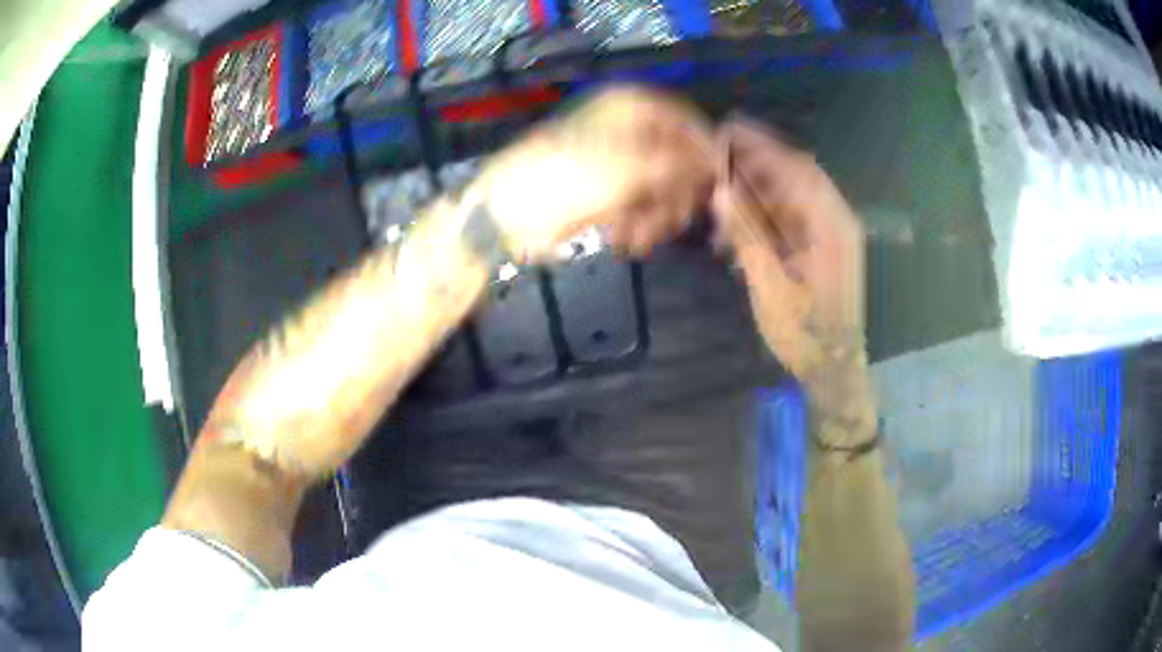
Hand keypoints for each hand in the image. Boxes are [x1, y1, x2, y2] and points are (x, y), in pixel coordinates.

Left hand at [478, 85, 714, 260]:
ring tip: (640, 236)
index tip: (717, 186)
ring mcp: (617, 163)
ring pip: (660, 189)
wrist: (509, 211)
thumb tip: (719, 162)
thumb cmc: (570, 176)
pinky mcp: (606, 193)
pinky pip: (638, 207)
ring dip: (656, 217)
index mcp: (632, 108)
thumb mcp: (633, 166)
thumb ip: (682, 163)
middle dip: (676, 195)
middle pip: (677, 160)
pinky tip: (626, 241)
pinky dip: (636, 226)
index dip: (703, 154)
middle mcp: (628, 130)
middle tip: (674, 220)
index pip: (686, 122)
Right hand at [711, 118, 865, 383]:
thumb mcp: (771, 285)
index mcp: (831, 225)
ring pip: (793, 196)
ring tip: (720, 200)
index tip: (726, 130)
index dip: (759, 145)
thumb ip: (748, 234)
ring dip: (757, 192)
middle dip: (755, 163)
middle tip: (716, 157)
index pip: (795, 168)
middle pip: (795, 175)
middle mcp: (836, 220)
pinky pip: (793, 218)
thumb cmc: (806, 334)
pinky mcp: (824, 248)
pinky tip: (739, 228)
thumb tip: (721, 190)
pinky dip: (766, 215)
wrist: (835, 368)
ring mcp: (832, 234)